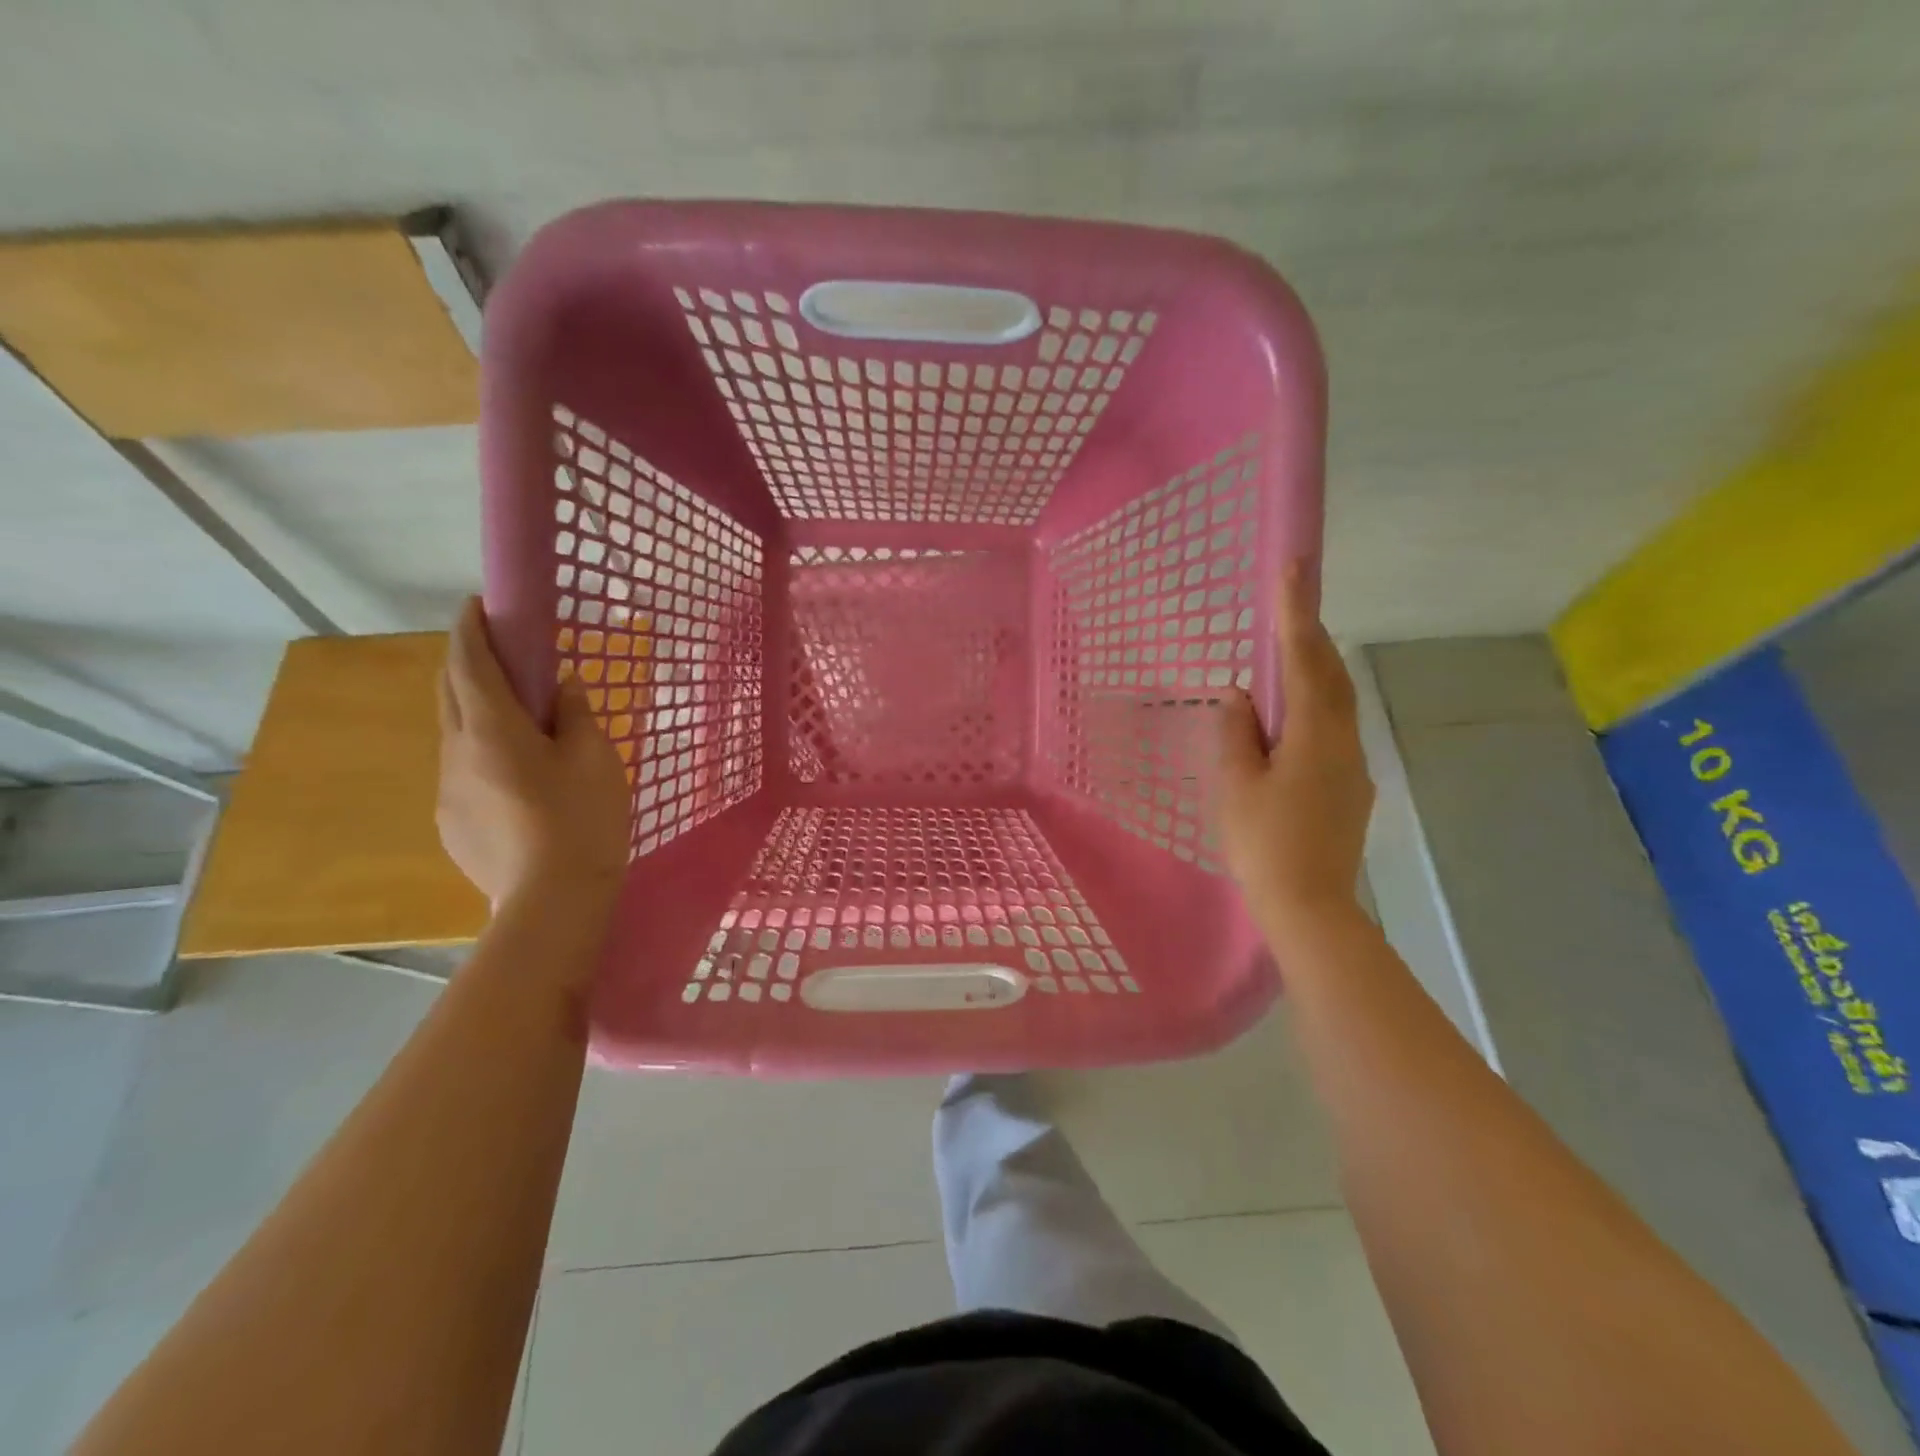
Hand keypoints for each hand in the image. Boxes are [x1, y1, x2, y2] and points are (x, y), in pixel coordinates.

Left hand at [437, 597, 630, 907]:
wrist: (553, 901)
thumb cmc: (582, 820)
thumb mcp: (595, 758)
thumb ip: (575, 714)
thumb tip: (562, 687)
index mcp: (491, 729)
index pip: (469, 661)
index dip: (471, 627)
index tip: (479, 603)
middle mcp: (456, 752)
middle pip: (449, 691)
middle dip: (468, 661)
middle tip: (503, 652)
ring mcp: (448, 790)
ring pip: (455, 732)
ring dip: (477, 709)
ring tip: (518, 720)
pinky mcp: (452, 821)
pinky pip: (462, 769)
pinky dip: (481, 750)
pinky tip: (516, 776)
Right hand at [1216, 562, 1373, 935]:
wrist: (1309, 907)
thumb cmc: (1263, 842)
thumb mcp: (1235, 784)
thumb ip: (1235, 733)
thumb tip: (1238, 695)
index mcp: (1314, 734)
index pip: (1305, 659)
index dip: (1297, 611)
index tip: (1294, 567)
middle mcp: (1343, 741)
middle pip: (1331, 675)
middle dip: (1312, 636)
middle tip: (1292, 604)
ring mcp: (1352, 767)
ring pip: (1335, 704)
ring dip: (1314, 672)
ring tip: (1286, 657)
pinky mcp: (1349, 790)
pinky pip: (1331, 731)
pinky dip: (1312, 709)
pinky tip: (1288, 723)